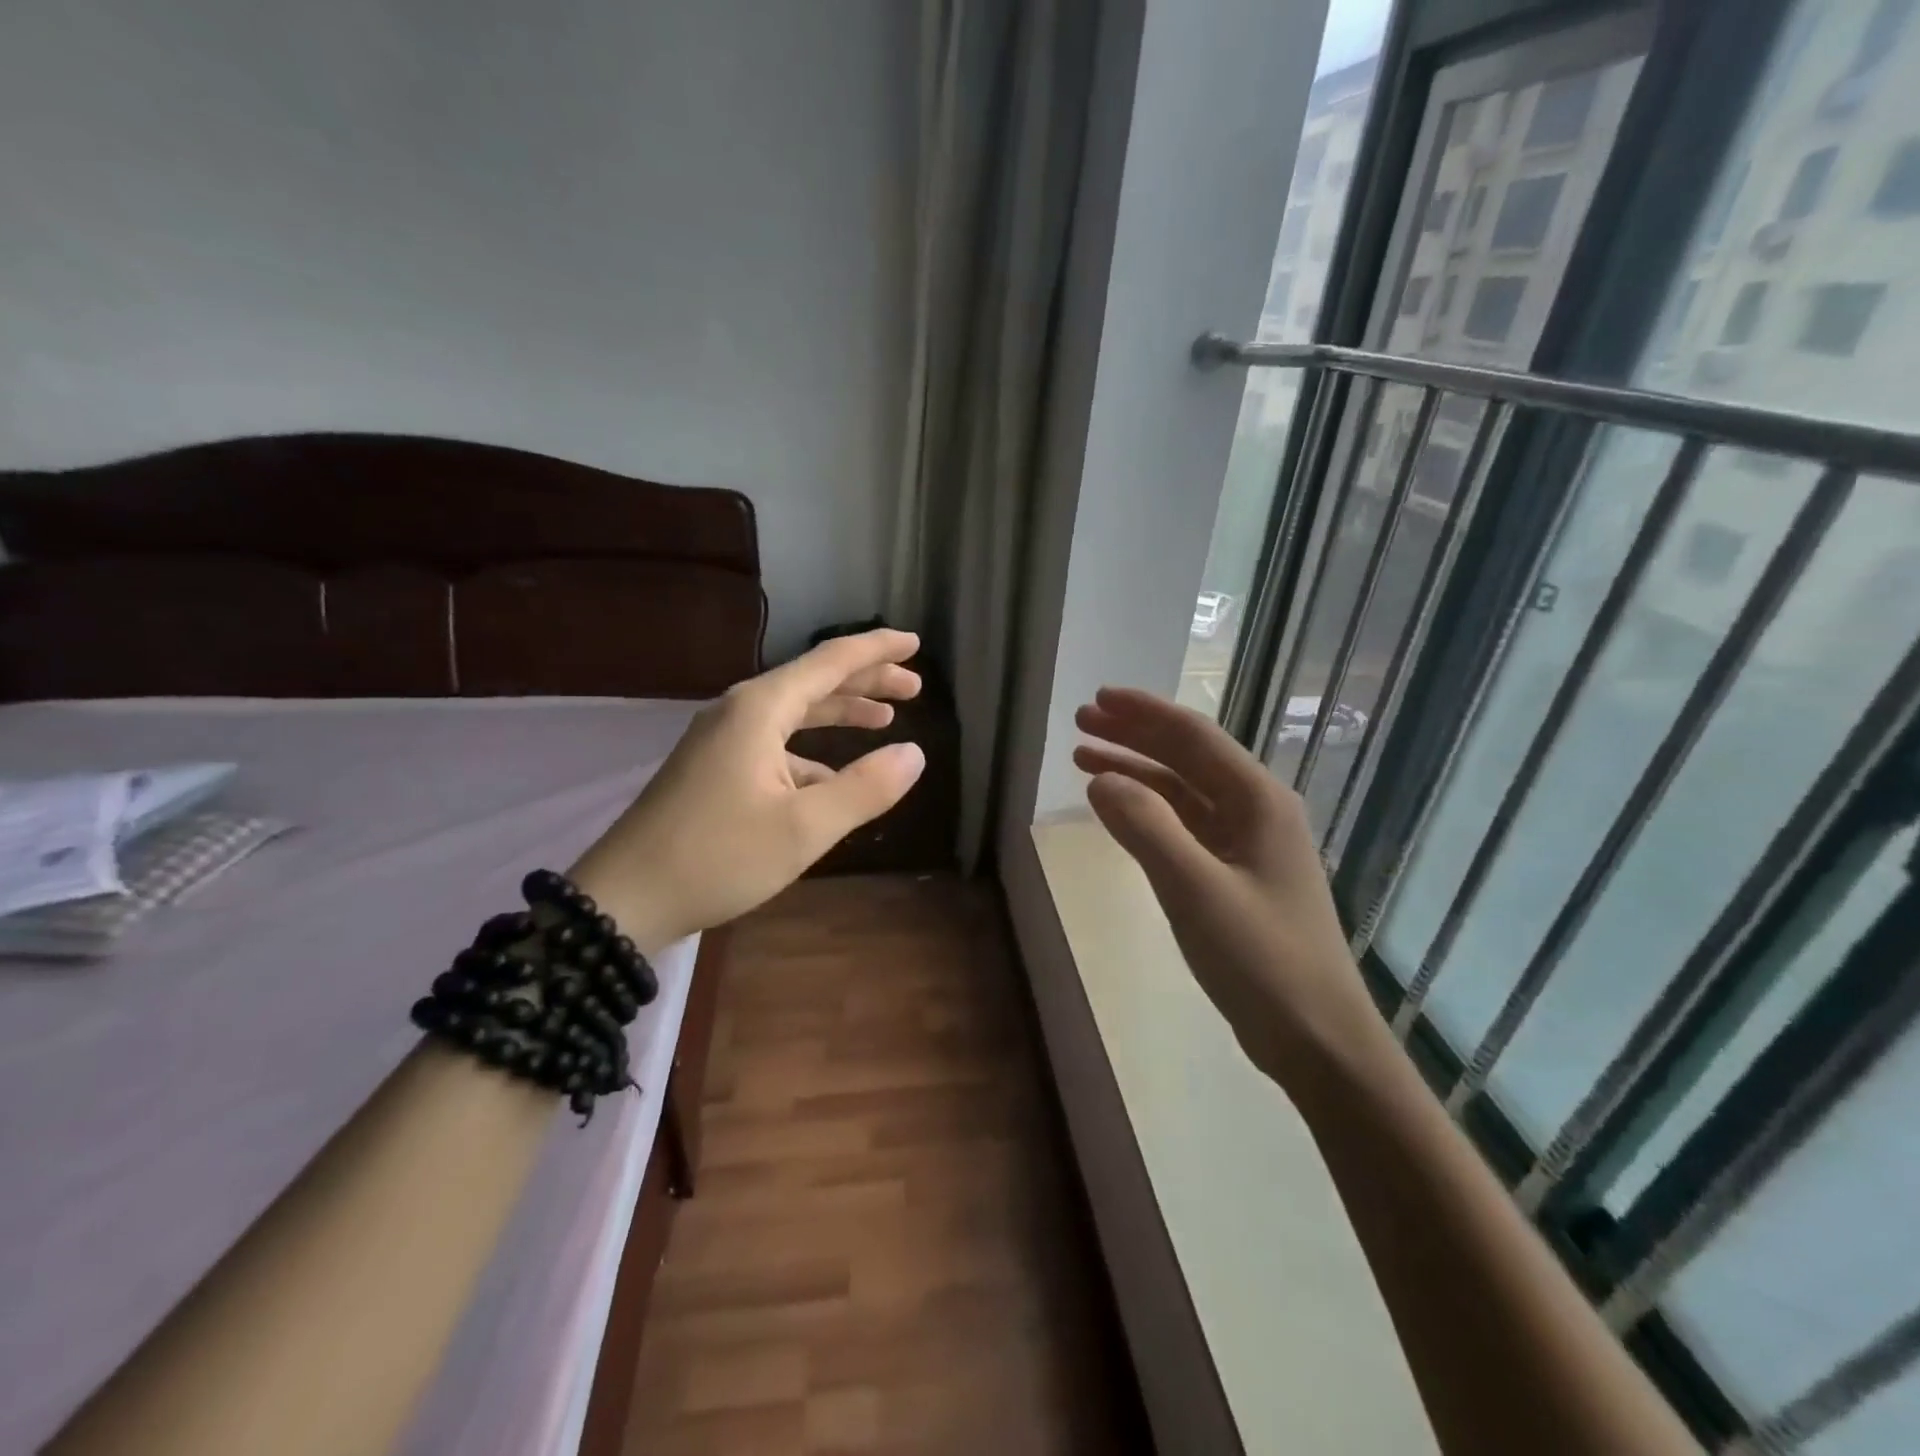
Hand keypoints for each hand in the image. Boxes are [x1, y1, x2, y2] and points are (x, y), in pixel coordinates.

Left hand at [570, 629, 926, 950]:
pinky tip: (833, 779)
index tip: (917, 642)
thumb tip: (915, 754)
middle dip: (865, 681)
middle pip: (813, 682)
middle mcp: (740, 712)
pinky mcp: (713, 769)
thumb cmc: (718, 857)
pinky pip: (775, 745)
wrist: (624, 899)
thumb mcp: (803, 828)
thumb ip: (865, 788)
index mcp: (760, 709)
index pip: (831, 661)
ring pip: (794, 713)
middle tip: (913, 688)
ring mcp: (722, 740)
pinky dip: (812, 753)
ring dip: (839, 714)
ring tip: (883, 720)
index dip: (877, 649)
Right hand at [1074, 687, 1384, 1085]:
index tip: (1096, 699)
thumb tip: (1100, 778)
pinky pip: (1185, 826)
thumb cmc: (1262, 961)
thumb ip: (1146, 828)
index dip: (1143, 712)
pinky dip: (1149, 812)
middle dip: (1134, 735)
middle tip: (1081, 723)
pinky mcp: (1236, 876)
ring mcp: (1247, 845)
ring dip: (1136, 771)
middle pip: (1187, 757)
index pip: (1193, 737)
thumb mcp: (1196, 890)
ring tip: (1084, 759)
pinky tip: (1119, 811)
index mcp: (1258, 801)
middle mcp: (1256, 811)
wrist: (1318, 1040)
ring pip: (1183, 791)